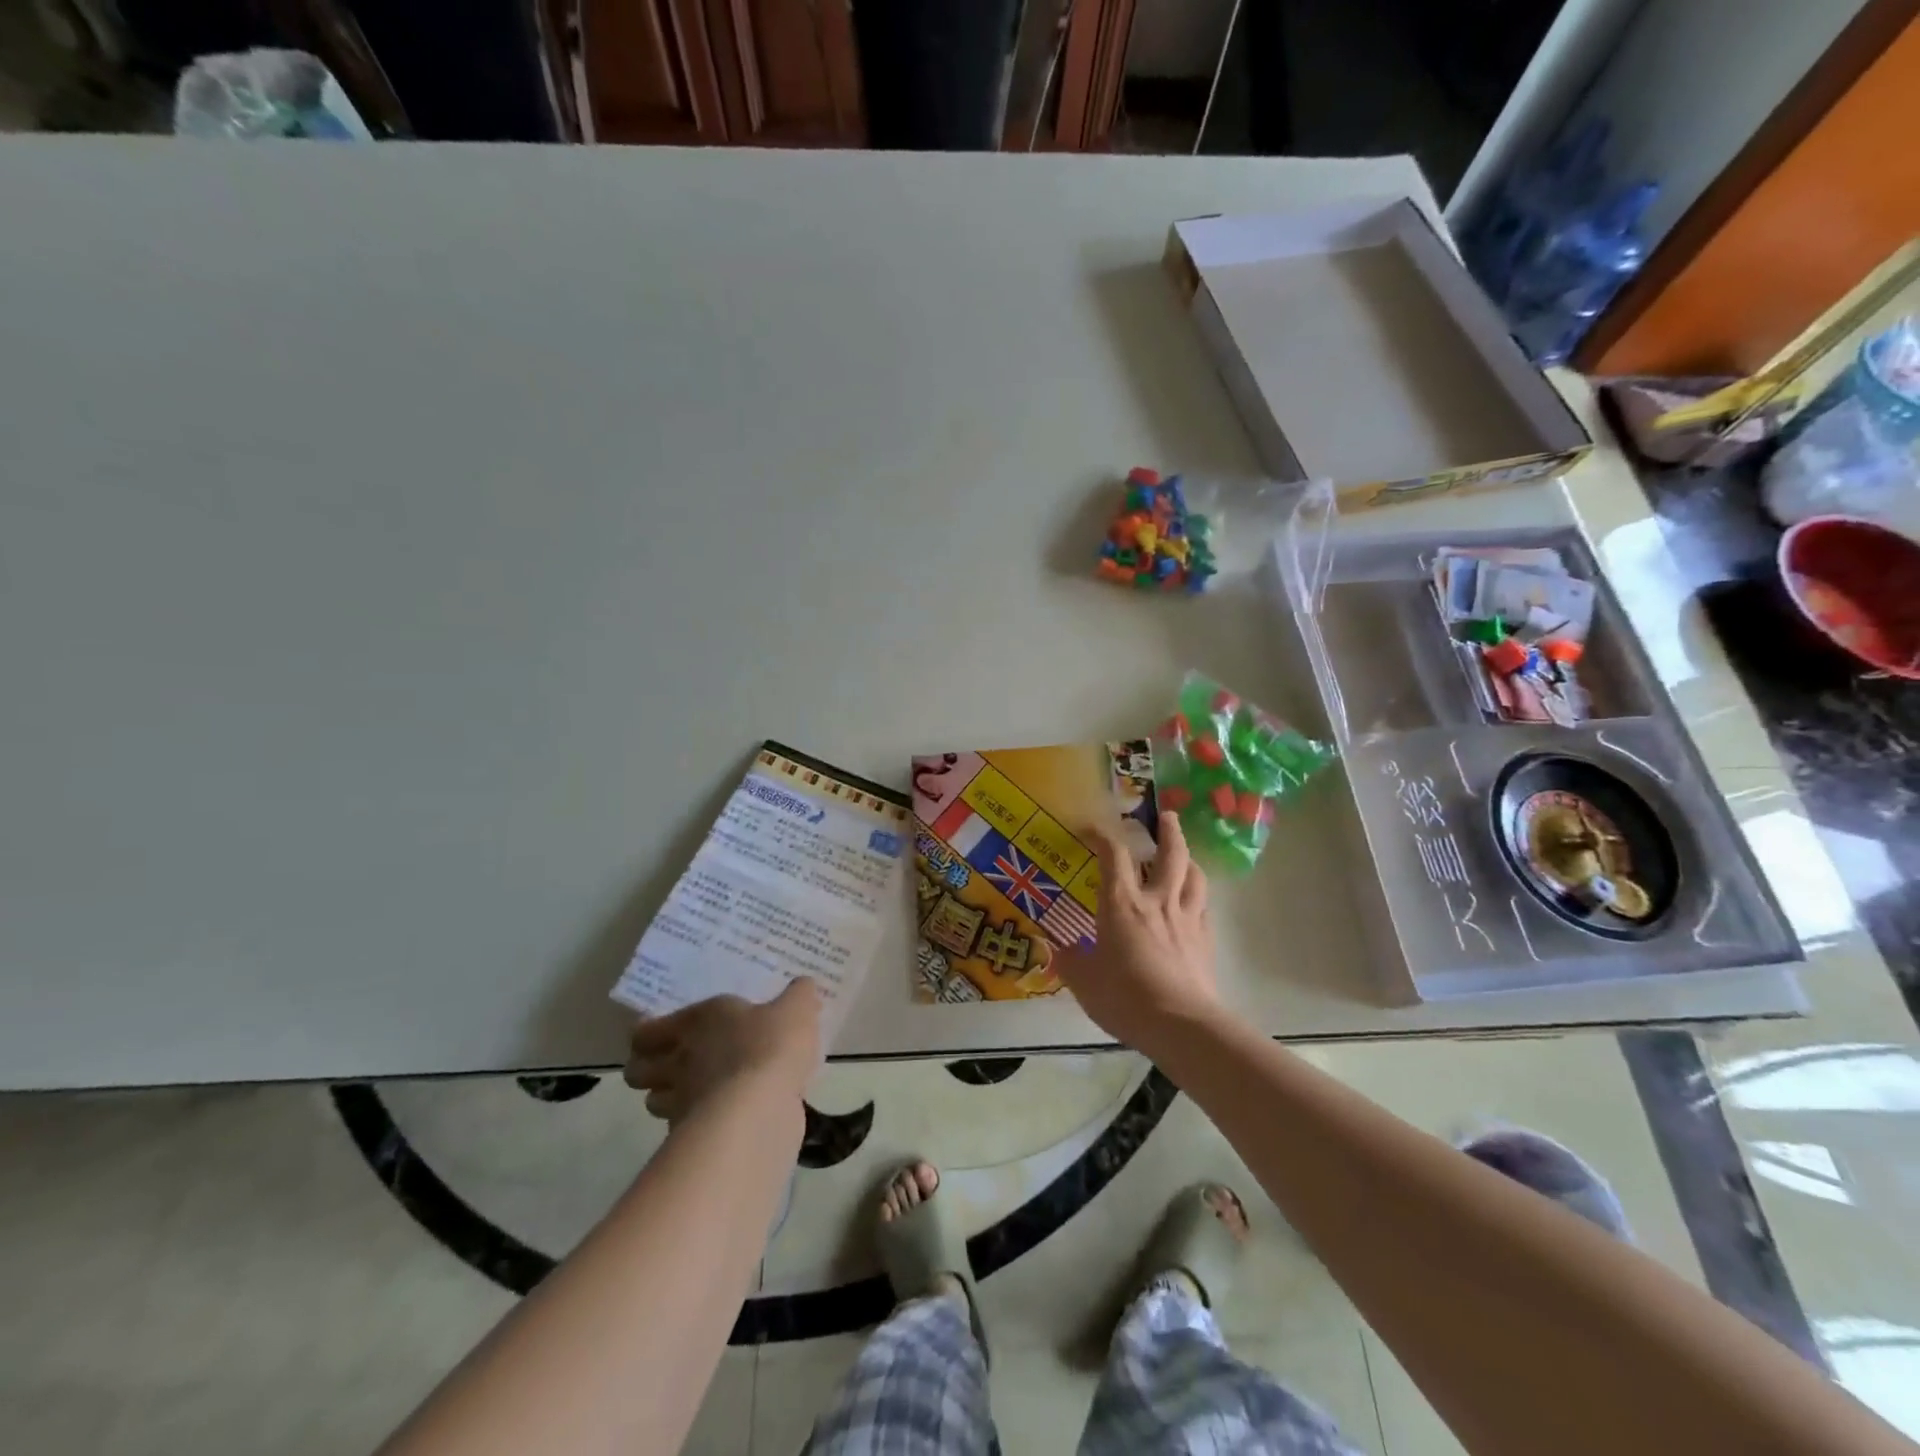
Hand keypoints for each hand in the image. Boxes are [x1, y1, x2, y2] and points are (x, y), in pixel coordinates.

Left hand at [623, 978, 821, 1125]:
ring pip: (655, 1102)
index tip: (657, 1036)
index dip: (647, 1035)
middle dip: (648, 1069)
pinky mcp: (692, 1136)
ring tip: (693, 1094)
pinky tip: (716, 1120)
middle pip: (638, 1071)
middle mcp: (679, 1059)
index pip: (647, 1031)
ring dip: (670, 1098)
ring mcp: (681, 1101)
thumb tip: (803, 986)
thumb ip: (799, 996)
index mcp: (696, 1022)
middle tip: (670, 1066)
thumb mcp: (797, 1009)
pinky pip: (682, 1129)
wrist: (760, 1108)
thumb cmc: (770, 1046)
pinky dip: (693, 1125)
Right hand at [1056, 811, 1218, 1053]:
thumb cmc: (1125, 997)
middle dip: (1169, 831)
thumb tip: (1057, 950)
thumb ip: (1070, 962)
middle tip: (1167, 816)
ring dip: (1189, 860)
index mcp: (1121, 903)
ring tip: (1184, 857)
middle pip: (1170, 854)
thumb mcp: (1084, 982)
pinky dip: (1198, 897)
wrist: (1181, 1025)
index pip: (1113, 855)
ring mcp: (1186, 919)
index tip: (1092, 827)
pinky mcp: (1205, 941)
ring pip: (1195, 876)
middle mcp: (1157, 901)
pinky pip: (1204, 907)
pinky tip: (1194, 904)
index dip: (1103, 835)